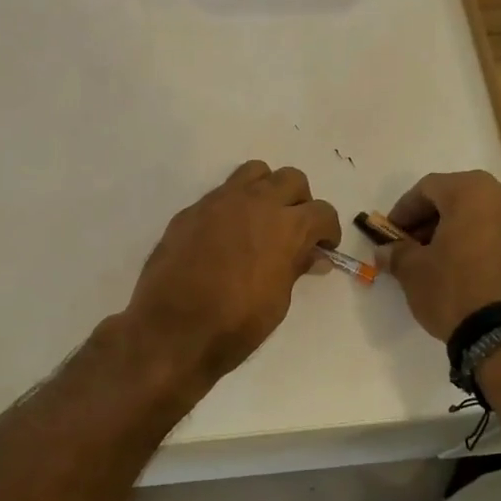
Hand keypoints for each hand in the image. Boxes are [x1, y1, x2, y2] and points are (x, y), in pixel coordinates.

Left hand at [125, 161, 341, 382]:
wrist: (172, 328)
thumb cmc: (235, 324)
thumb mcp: (278, 301)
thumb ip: (295, 268)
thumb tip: (313, 256)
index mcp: (286, 226)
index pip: (322, 211)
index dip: (328, 230)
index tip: (323, 247)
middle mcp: (256, 202)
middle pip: (291, 179)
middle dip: (300, 201)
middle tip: (294, 229)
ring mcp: (220, 201)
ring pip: (254, 172)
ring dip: (266, 190)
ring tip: (261, 220)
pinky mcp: (192, 210)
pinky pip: (221, 194)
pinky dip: (232, 206)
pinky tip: (225, 236)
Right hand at [384, 170, 500, 341]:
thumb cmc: (456, 291)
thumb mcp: (414, 272)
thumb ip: (398, 253)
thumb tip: (387, 250)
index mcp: (472, 192)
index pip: (428, 188)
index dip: (405, 209)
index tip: (391, 233)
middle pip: (462, 199)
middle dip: (435, 220)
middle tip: (417, 247)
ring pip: (489, 218)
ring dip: (465, 233)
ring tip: (448, 263)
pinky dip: (490, 248)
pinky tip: (477, 274)